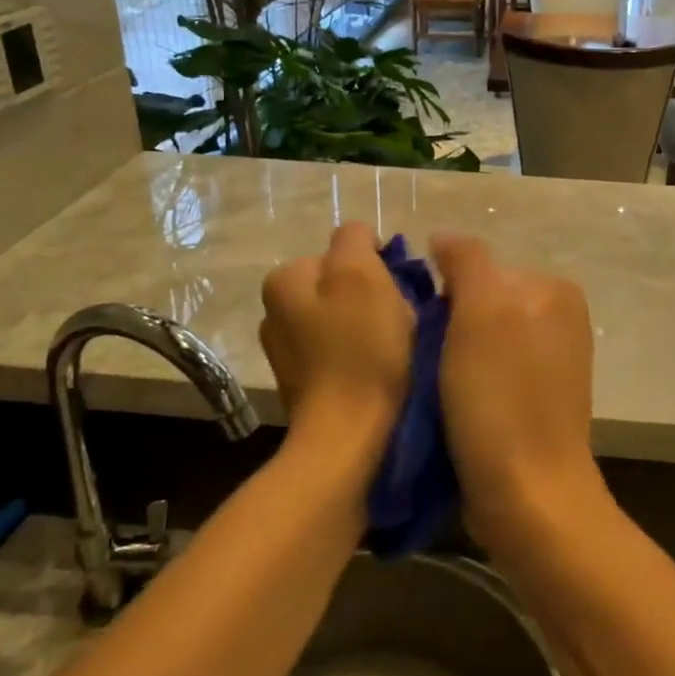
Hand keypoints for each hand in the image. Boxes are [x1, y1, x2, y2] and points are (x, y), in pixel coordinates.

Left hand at [259, 223, 413, 472]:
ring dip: (374, 326)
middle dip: (375, 295)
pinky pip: (344, 351)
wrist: (349, 437)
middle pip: (344, 284)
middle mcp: (275, 311)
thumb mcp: (361, 274)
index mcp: (285, 279)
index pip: (344, 249)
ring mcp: (288, 351)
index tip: (395, 293)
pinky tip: (381, 372)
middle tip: (399, 321)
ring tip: (395, 349)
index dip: (377, 266)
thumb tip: (359, 238)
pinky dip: (365, 355)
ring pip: (347, 318)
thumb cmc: (360, 349)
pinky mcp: (306, 384)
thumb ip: (355, 239)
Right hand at [429, 235, 606, 553]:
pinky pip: (489, 374)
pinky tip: (451, 409)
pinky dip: (466, 385)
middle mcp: (561, 319)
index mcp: (554, 290)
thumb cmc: (500, 398)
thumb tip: (444, 238)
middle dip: (448, 326)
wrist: (529, 497)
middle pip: (480, 304)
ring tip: (434, 390)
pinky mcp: (537, 402)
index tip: (419, 329)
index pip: (479, 268)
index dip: (443, 295)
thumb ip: (466, 260)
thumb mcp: (480, 312)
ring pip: (480, 341)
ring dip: (451, 359)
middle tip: (424, 362)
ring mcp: (552, 363)